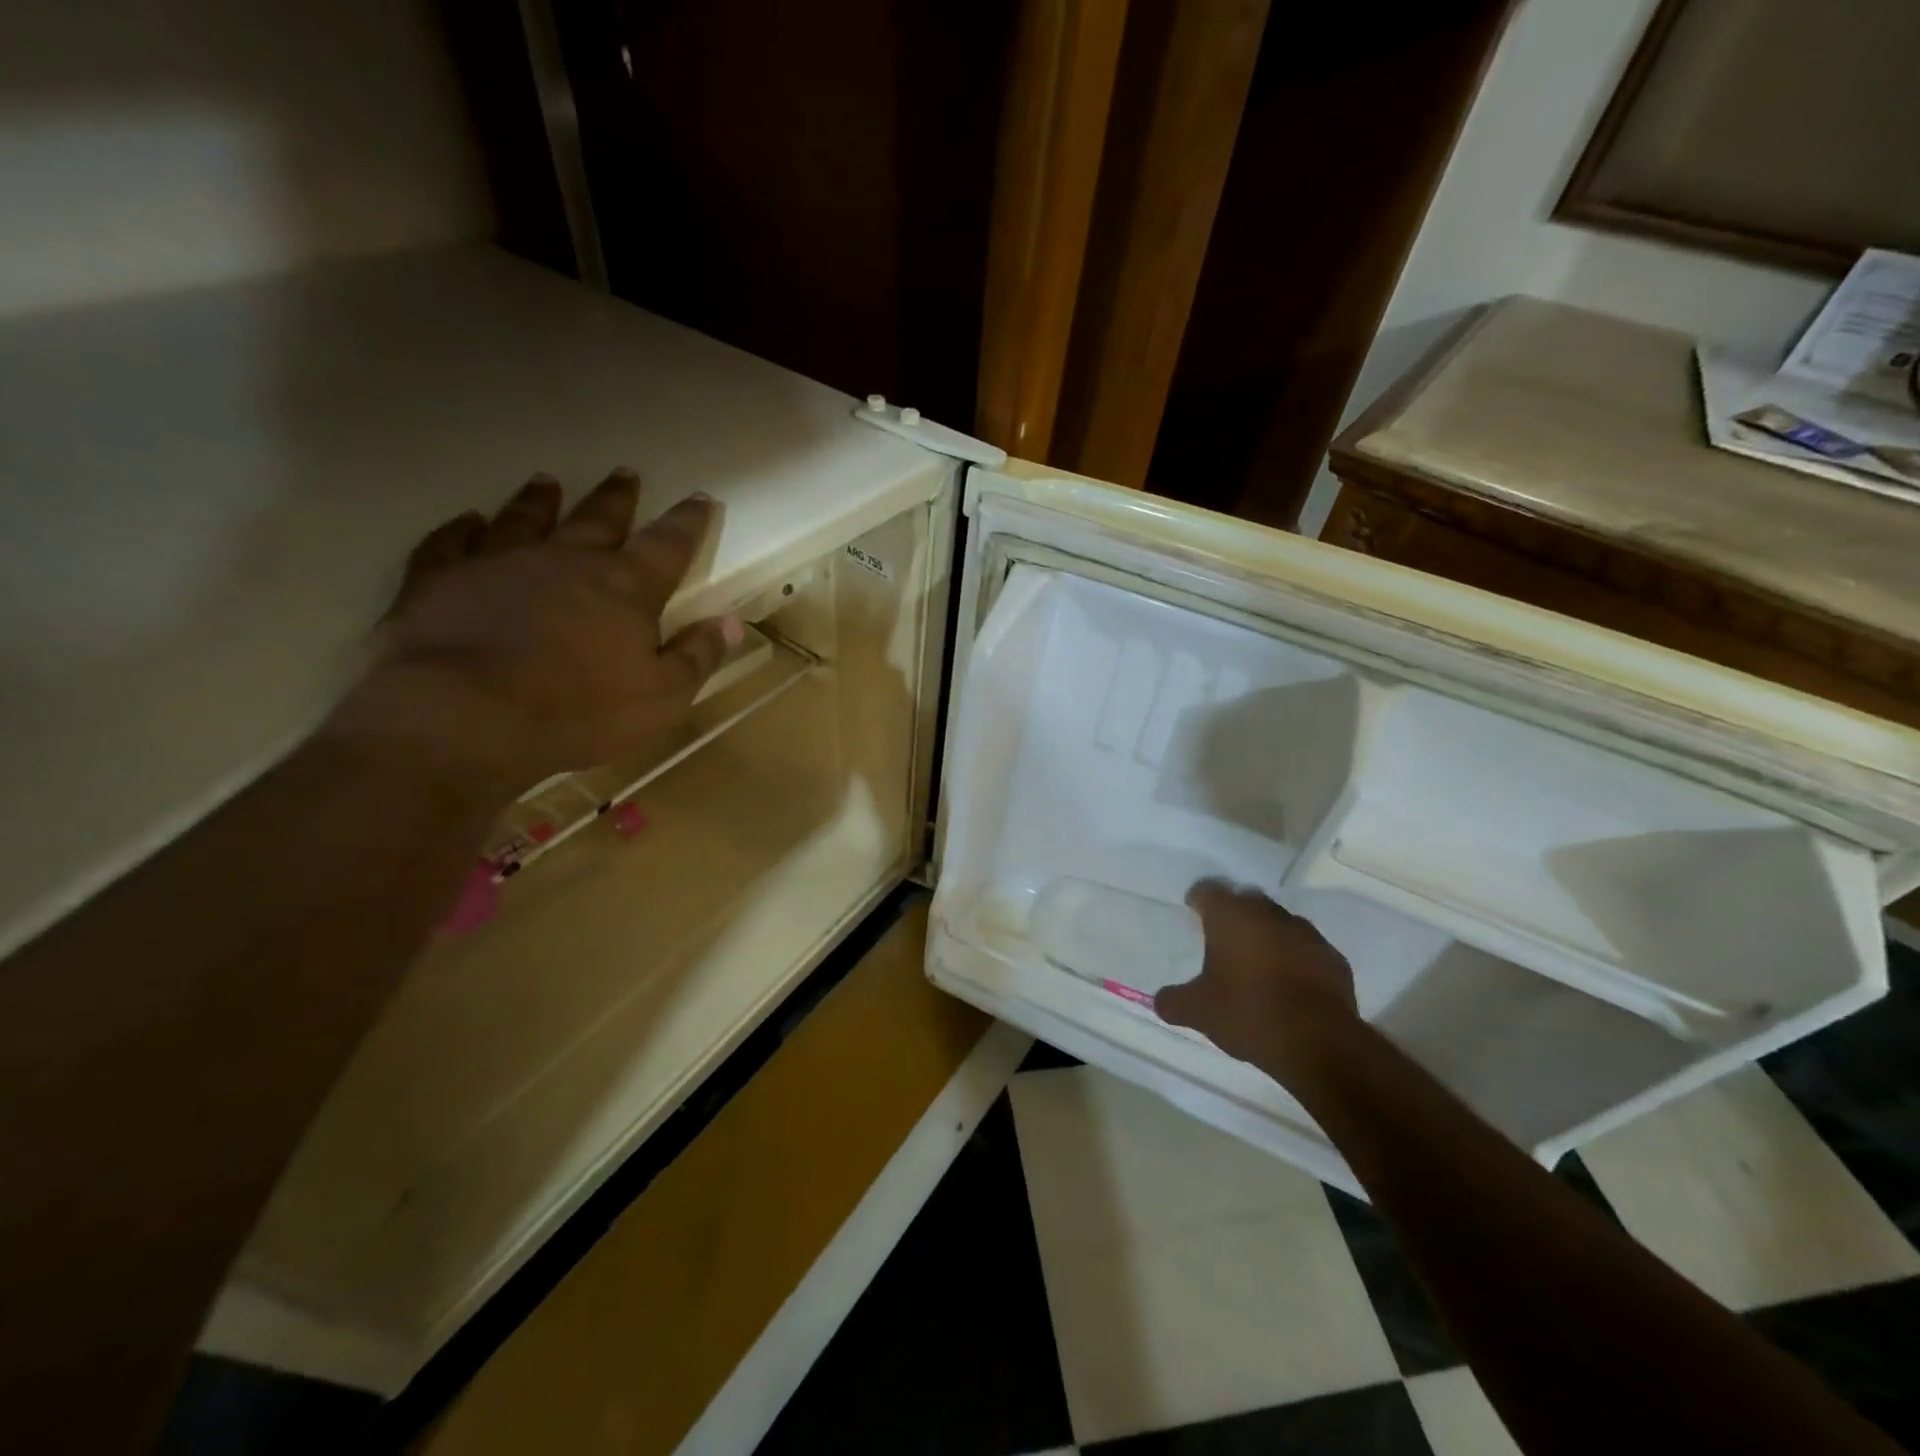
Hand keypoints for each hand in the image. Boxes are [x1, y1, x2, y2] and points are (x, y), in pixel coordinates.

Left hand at [325, 470, 740, 798]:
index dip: (687, 522)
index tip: (701, 499)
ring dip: (540, 501)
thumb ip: (697, 656)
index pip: (667, 546)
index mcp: (624, 588)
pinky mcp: (441, 579)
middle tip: (626, 474)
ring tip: (547, 482)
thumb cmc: (578, 712)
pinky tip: (467, 520)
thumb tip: (733, 622)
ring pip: (526, 519)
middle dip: (617, 499)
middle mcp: (565, 561)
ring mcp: (499, 563)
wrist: (464, 717)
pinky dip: (462, 529)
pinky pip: (452, 542)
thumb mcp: (662, 698)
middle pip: (598, 520)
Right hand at [1154, 880, 1359, 1086]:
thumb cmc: (1247, 1013)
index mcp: (1230, 917)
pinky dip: (1296, 958)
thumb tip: (1160, 1001)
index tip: (1193, 909)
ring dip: (1268, 934)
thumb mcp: (1198, 1012)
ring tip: (1257, 961)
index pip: (1209, 890)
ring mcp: (1306, 934)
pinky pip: (1307, 949)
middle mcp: (1268, 914)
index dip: (1199, 898)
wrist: (1319, 1042)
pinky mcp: (1334, 959)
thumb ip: (1174, 1001)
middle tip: (1223, 935)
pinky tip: (1290, 982)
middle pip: (1247, 900)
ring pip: (1280, 923)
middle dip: (1235, 913)